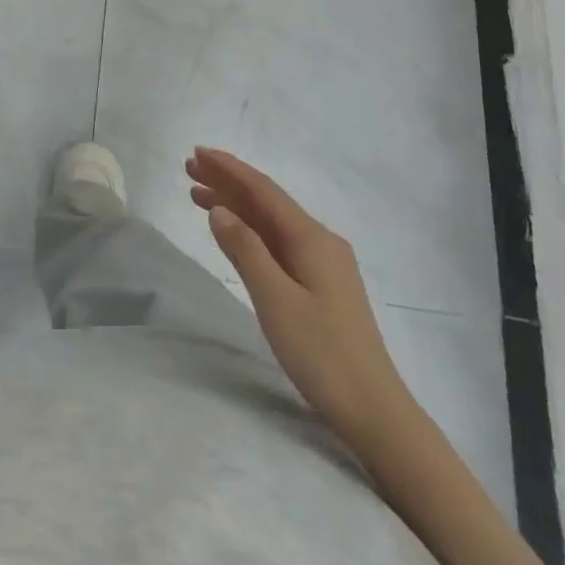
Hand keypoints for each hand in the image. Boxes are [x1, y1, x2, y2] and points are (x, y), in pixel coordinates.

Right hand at [187, 147, 411, 448]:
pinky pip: (278, 242)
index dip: (229, 169)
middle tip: (189, 169)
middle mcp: (319, 241)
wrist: (375, 411)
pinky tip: (232, 231)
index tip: (197, 153)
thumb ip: (245, 250)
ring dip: (236, 205)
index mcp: (311, 238)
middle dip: (228, 182)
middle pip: (267, 201)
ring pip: (271, 222)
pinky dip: (250, 230)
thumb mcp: (275, 300)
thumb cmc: (322, 354)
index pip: (263, 190)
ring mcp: (323, 263)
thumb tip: (219, 209)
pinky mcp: (321, 284)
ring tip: (198, 194)